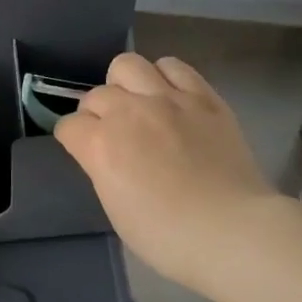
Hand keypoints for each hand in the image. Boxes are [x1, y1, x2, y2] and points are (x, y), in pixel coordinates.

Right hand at [55, 54, 271, 290]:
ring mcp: (168, 99)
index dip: (73, 140)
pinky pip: (174, 67)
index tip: (85, 152)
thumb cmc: (167, 236)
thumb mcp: (116, 209)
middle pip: (96, 94)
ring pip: (128, 65)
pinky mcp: (203, 97)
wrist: (232, 230)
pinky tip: (170, 97)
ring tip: (138, 105)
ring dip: (125, 84)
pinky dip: (164, 77)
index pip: (69, 126)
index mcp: (101, 145)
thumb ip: (103, 170)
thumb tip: (107, 155)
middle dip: (96, 113)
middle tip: (113, 134)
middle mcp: (129, 112)